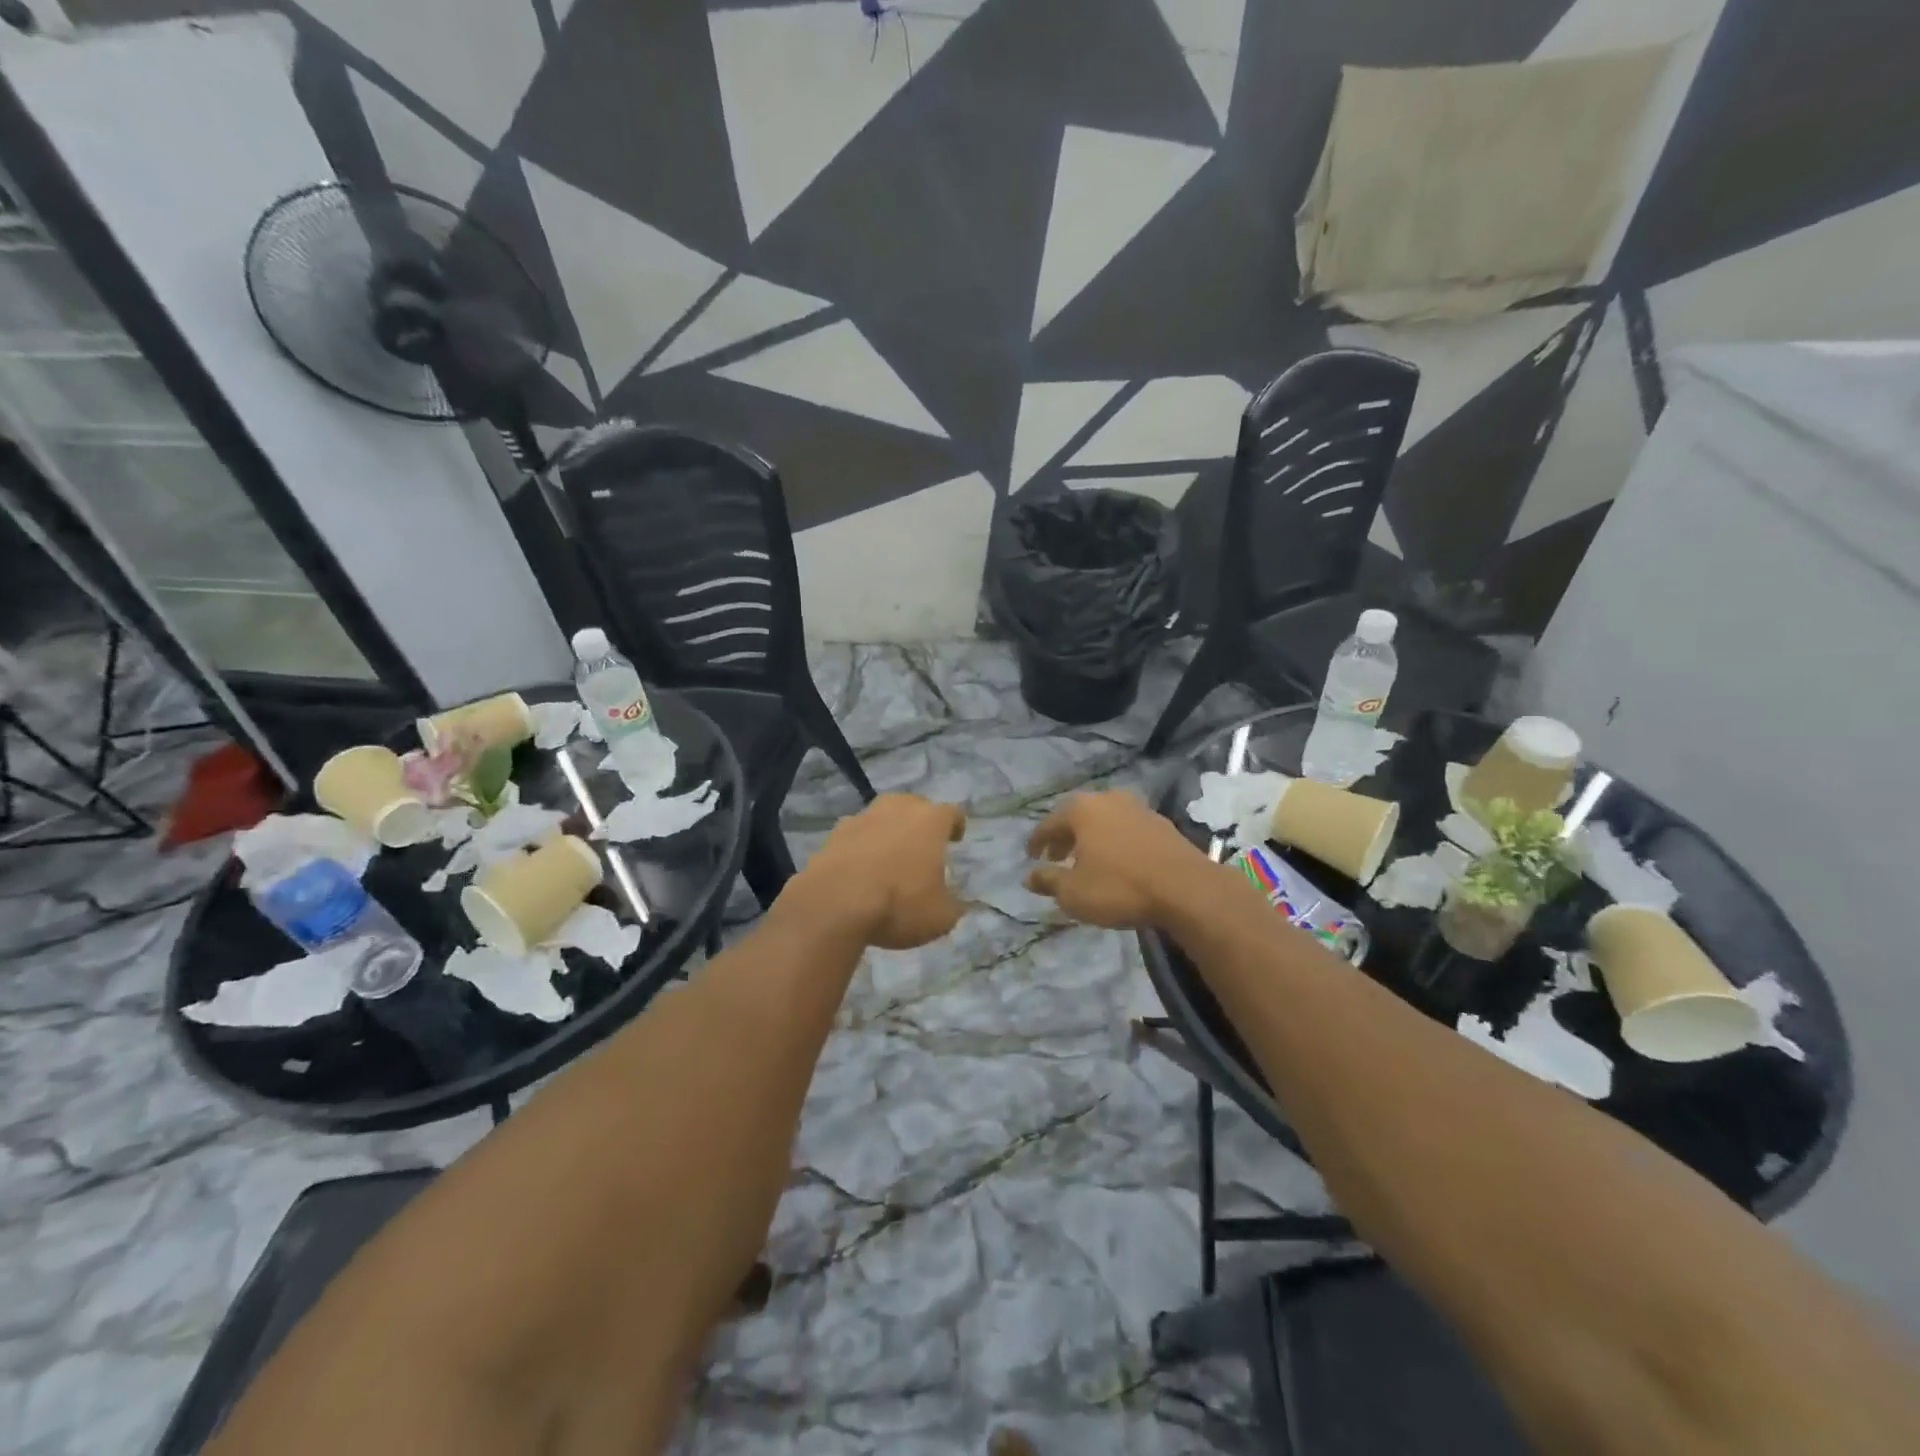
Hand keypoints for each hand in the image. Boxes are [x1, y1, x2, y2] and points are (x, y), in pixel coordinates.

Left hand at [789, 794, 966, 948]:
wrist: (835, 903)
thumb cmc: (898, 904)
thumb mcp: (940, 918)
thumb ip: (953, 907)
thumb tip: (956, 905)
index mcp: (930, 821)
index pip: (952, 813)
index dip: (956, 825)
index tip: (956, 839)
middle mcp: (898, 809)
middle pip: (915, 805)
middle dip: (921, 821)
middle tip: (923, 845)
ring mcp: (863, 817)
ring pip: (883, 815)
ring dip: (889, 830)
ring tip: (890, 855)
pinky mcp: (835, 832)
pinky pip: (857, 833)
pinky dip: (862, 844)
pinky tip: (860, 867)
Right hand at [1025, 791, 1206, 928]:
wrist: (1186, 889)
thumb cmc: (1119, 887)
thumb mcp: (1074, 893)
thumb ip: (1048, 881)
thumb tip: (1029, 876)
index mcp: (1082, 809)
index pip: (1049, 824)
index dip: (1037, 842)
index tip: (1031, 856)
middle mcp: (1108, 799)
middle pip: (1077, 817)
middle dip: (1065, 837)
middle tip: (1056, 858)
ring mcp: (1138, 808)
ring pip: (1104, 821)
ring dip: (1091, 839)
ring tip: (1087, 861)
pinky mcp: (1162, 823)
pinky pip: (1126, 829)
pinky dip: (1114, 842)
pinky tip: (1117, 862)